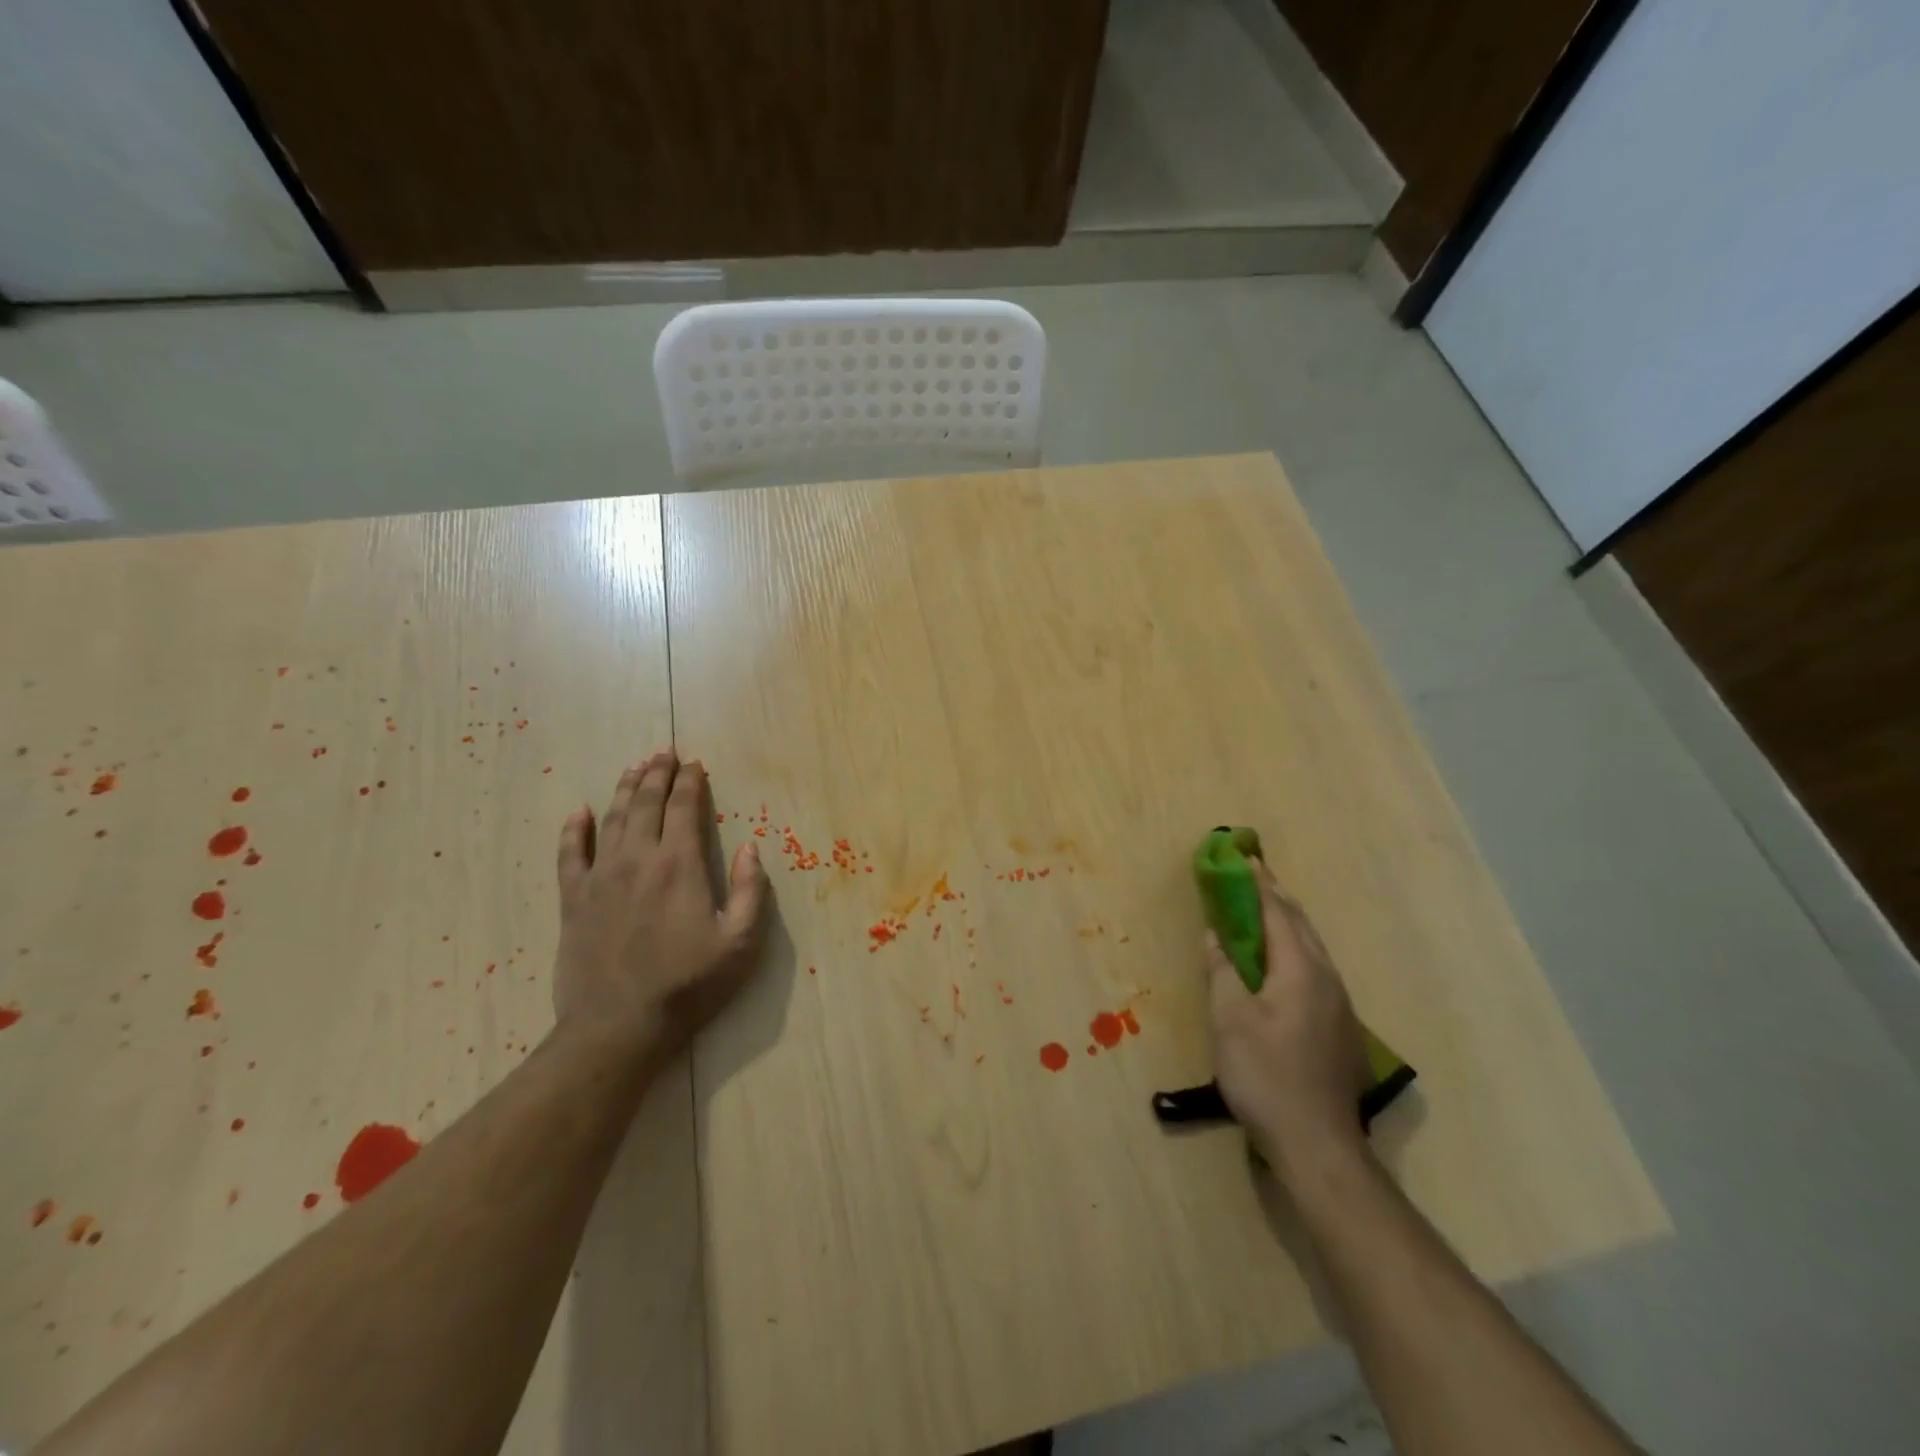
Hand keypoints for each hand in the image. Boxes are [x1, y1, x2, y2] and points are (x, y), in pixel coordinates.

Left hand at [553, 748, 768, 1056]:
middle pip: (646, 804)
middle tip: (664, 752)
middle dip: (657, 774)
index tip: (695, 764)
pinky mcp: (574, 900)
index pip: (684, 808)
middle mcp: (638, 859)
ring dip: (625, 790)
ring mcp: (601, 878)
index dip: (690, 782)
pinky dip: (574, 830)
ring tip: (634, 768)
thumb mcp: (740, 942)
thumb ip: (751, 890)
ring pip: (612, 819)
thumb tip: (751, 847)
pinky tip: (580, 812)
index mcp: (680, 865)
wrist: (618, 1026)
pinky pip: (570, 855)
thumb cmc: (689, 984)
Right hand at [1206, 858, 1371, 1176]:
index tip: (1244, 857)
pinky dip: (1294, 953)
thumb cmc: (1265, 1074)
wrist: (1318, 1144)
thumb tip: (1215, 934)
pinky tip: (1280, 968)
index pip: (1278, 912)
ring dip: (1287, 925)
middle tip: (1252, 877)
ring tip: (1263, 913)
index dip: (1258, 883)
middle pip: (1301, 926)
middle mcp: (1327, 979)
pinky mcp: (1340, 1029)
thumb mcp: (1229, 1019)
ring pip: (1312, 950)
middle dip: (1276, 898)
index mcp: (1301, 970)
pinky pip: (1315, 972)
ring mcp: (1340, 1006)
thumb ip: (1221, 970)